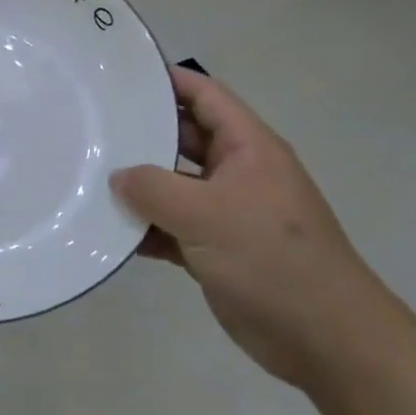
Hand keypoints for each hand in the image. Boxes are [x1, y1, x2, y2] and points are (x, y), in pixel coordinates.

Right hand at [111, 66, 395, 387]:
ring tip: (90, 177)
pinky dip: (147, 229)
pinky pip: (174, 228)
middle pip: (184, 139)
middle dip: (143, 133)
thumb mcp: (206, 215)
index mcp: (248, 148)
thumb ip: (154, 189)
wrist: (325, 339)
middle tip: (93, 127)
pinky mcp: (218, 250)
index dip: (169, 80)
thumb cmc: (271, 260)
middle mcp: (238, 172)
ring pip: (175, 186)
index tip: (122, 75)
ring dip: (140, 186)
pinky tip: (111, 232)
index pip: (205, 96)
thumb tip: (118, 177)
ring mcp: (228, 213)